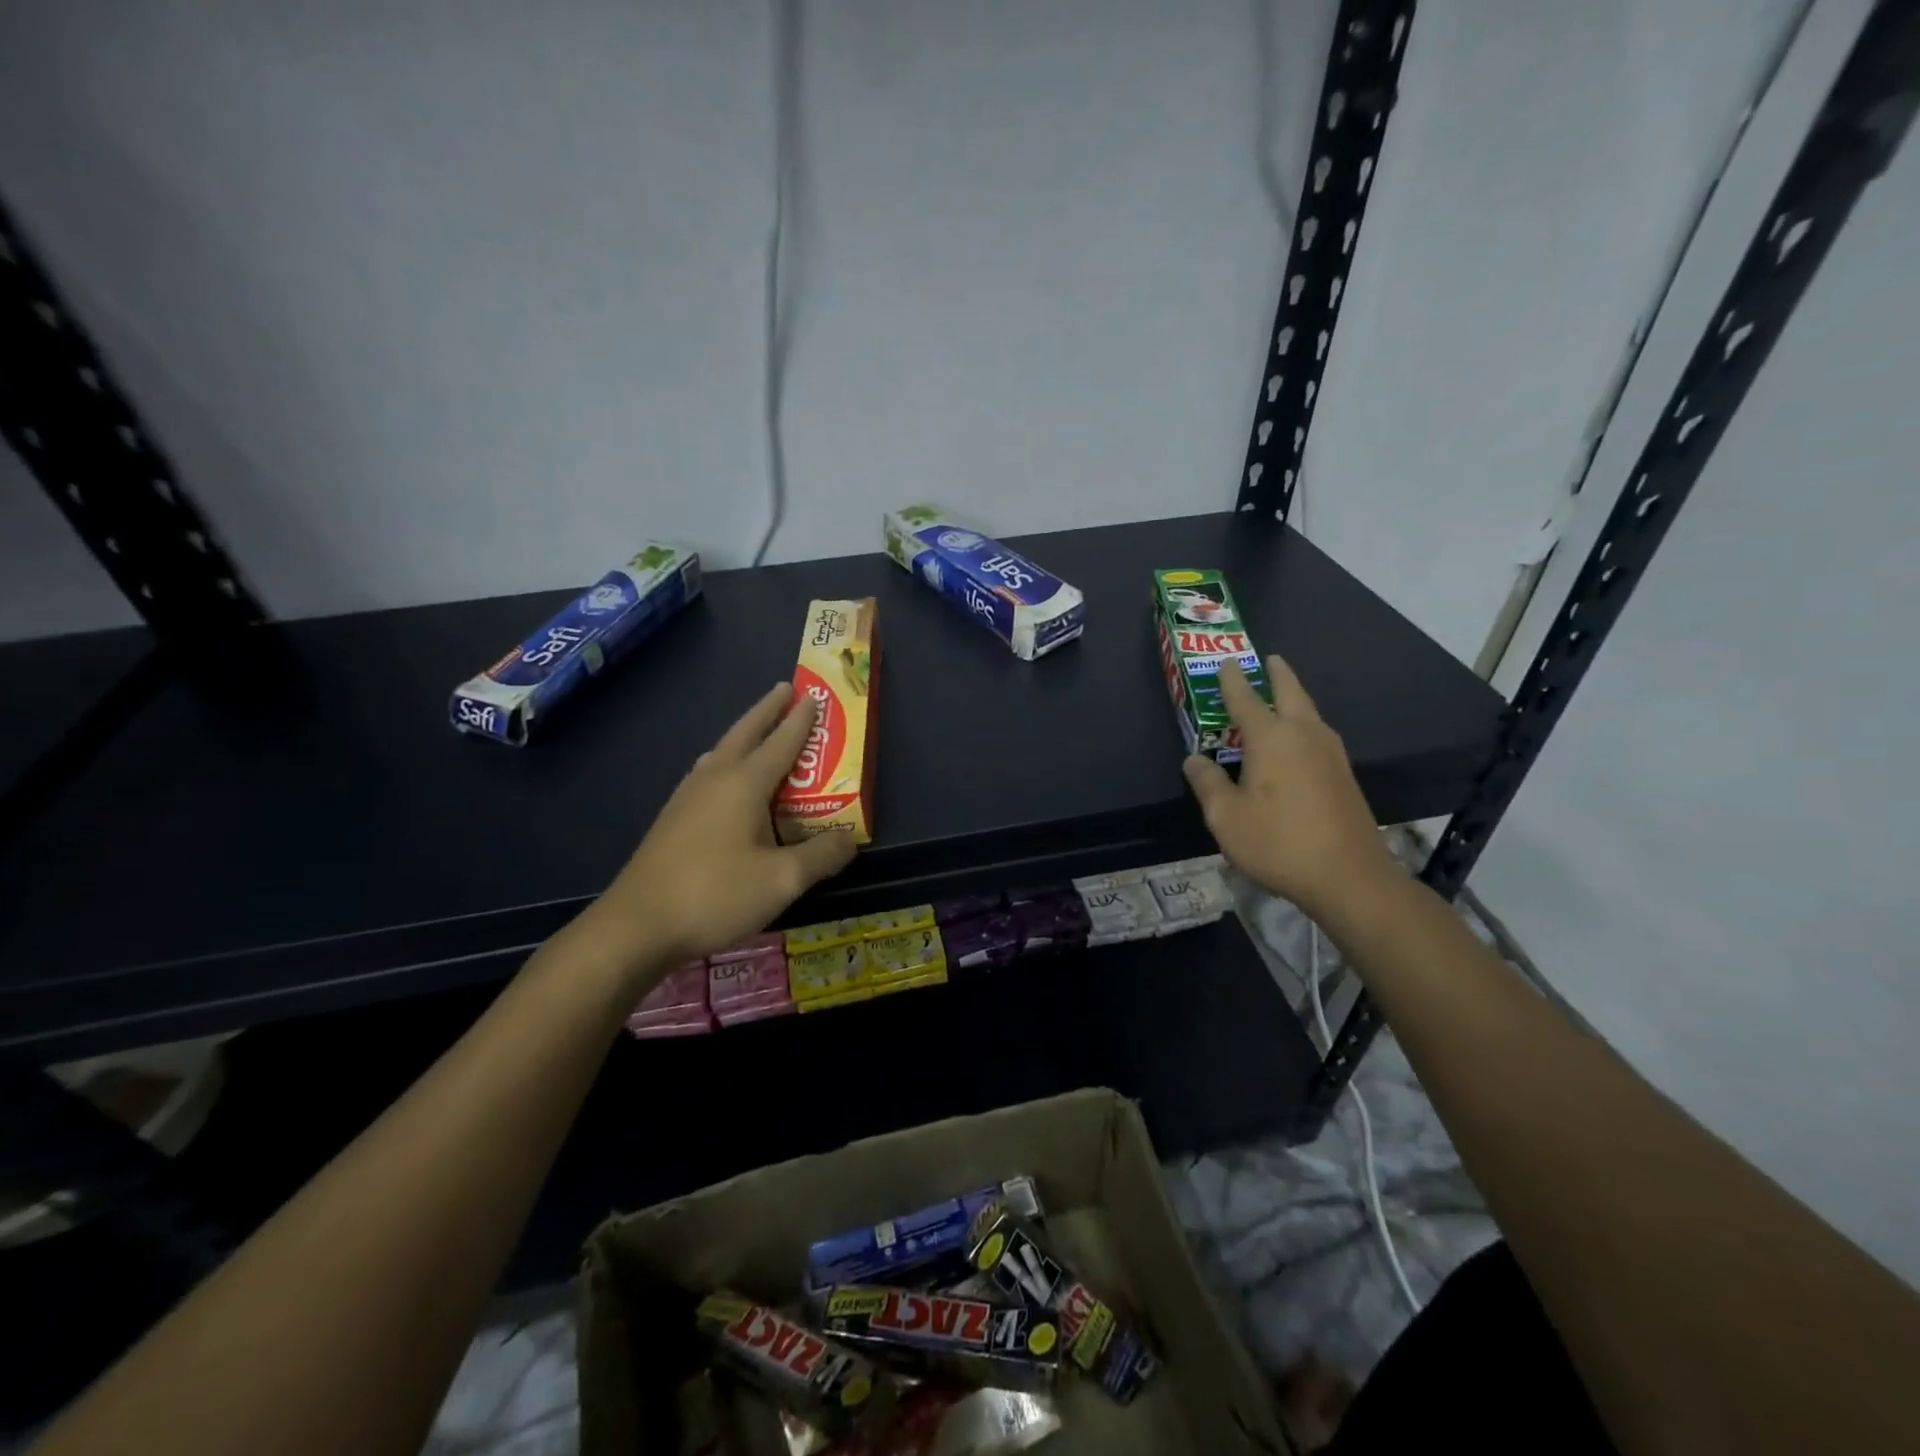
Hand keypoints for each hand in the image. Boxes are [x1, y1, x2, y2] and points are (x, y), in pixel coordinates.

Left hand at [578, 682, 857, 979]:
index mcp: (744, 784)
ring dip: (743, 734)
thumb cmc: (715, 895)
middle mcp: (714, 780)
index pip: (780, 742)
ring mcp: (687, 798)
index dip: (801, 721)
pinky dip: (726, 761)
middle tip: (785, 690)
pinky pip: (707, 774)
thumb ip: (821, 856)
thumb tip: (849, 840)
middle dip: (767, 710)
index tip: (814, 697)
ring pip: (721, 752)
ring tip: (757, 732)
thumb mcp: (783, 880)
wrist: (636, 926)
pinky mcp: (672, 819)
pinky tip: (724, 782)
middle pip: (744, 733)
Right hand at [1182, 656, 1397, 920]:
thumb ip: (1207, 783)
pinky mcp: (1343, 776)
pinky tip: (1296, 742)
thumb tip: (1195, 760)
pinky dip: (1303, 724)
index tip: (1226, 662)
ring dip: (1294, 698)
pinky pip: (1317, 735)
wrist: (1348, 876)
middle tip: (1269, 659)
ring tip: (1281, 695)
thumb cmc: (1278, 842)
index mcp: (1271, 738)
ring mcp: (1330, 754)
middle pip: (1291, 693)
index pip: (1246, 699)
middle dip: (1277, 674)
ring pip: (1309, 713)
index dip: (1232, 680)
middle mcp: (1304, 735)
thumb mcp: (1225, 817)